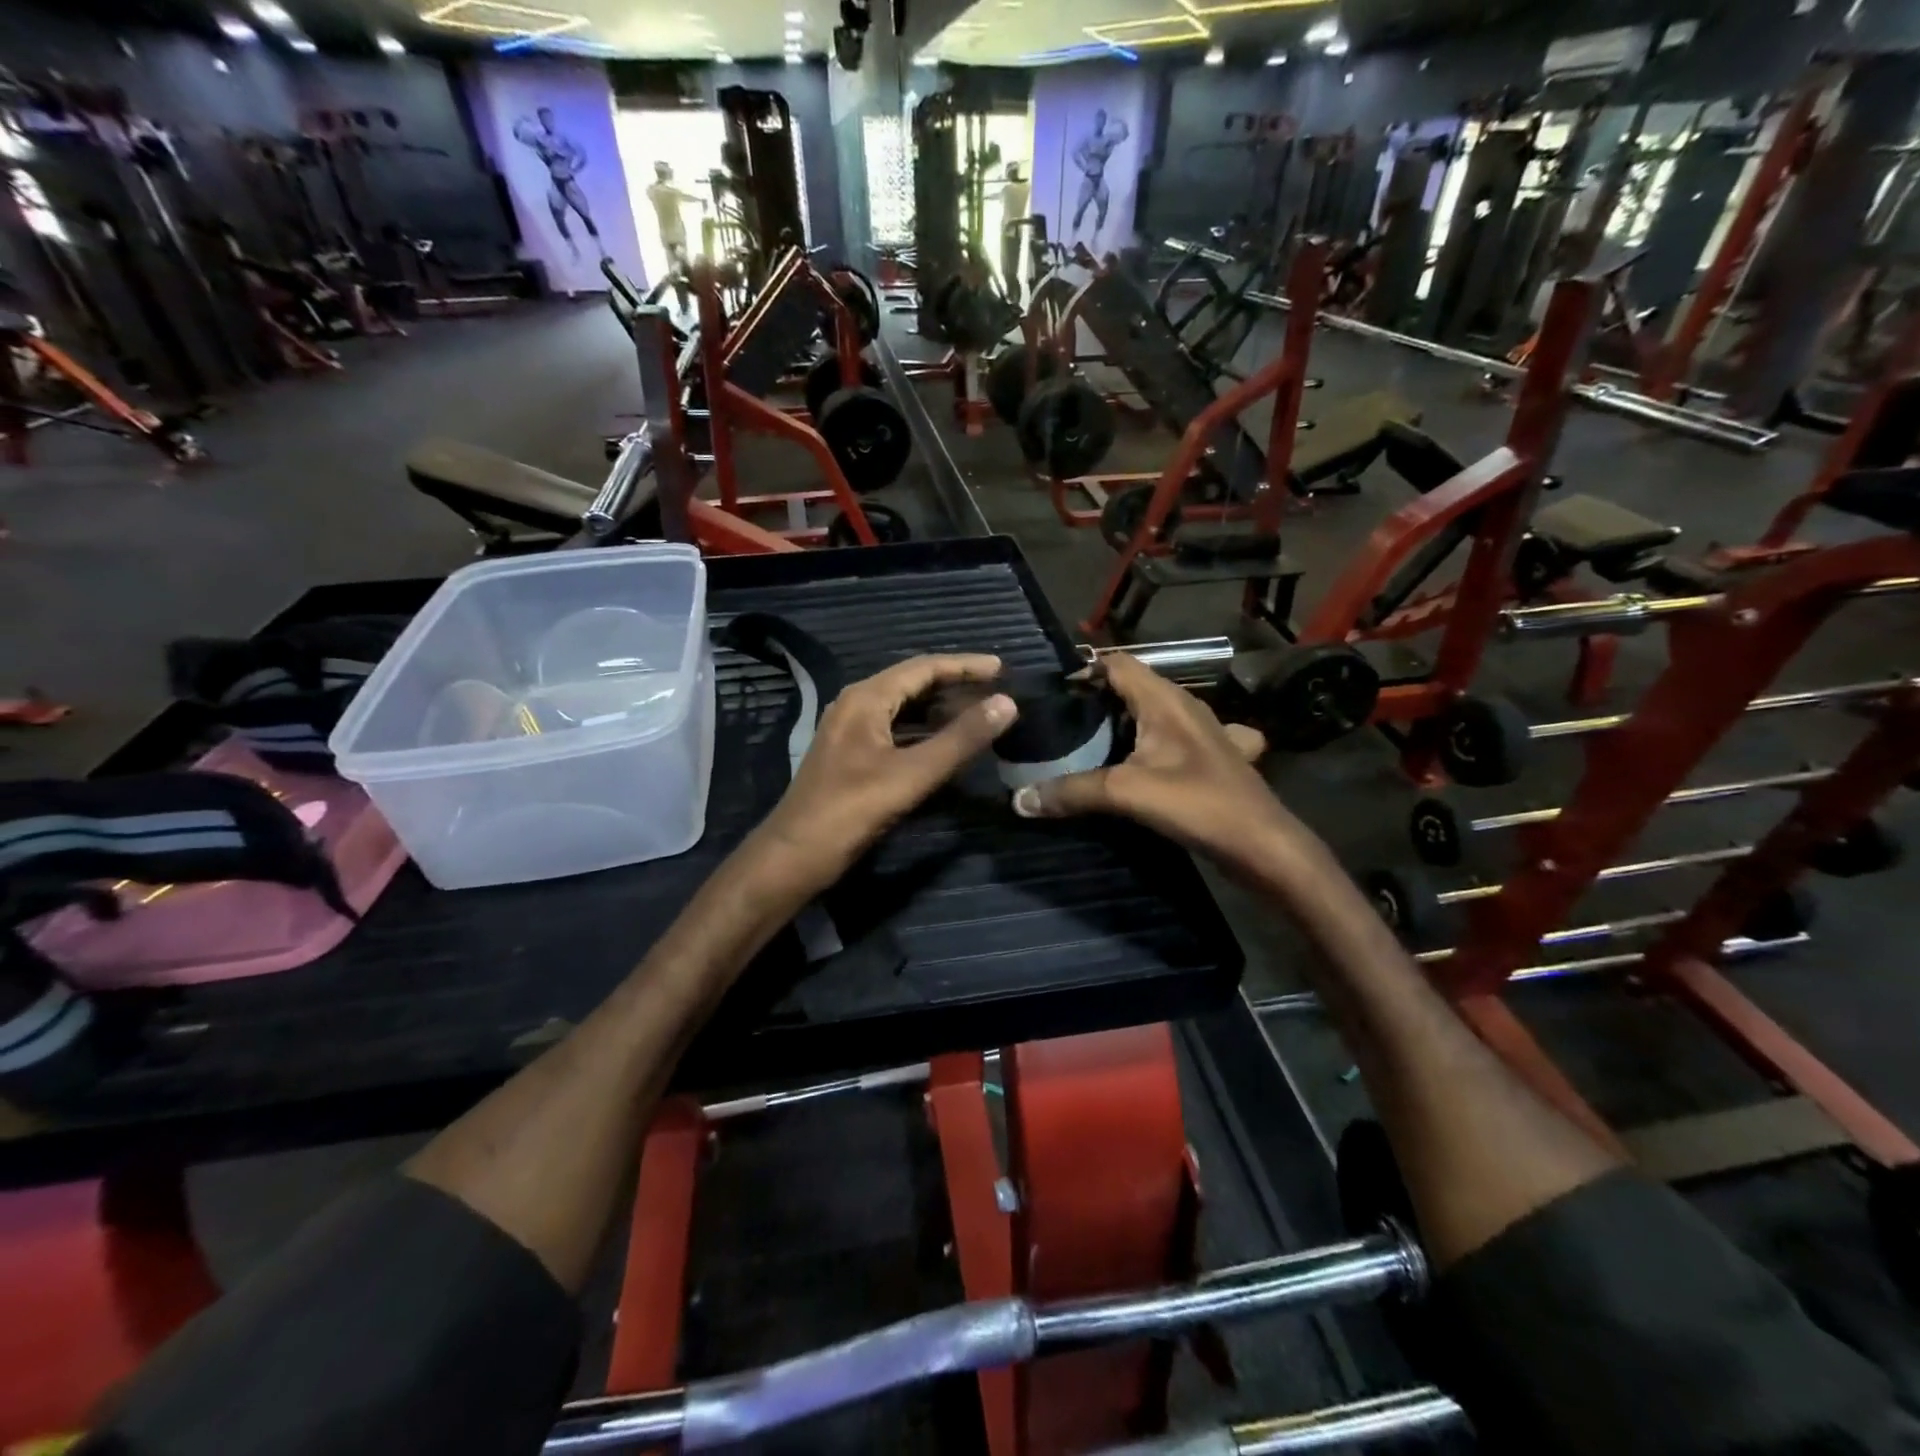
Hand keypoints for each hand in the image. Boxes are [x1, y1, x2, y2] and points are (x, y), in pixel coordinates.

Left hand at [757, 655, 1015, 889]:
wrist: (794, 855)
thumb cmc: (852, 810)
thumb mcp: (913, 774)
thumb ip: (961, 739)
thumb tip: (1007, 703)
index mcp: (866, 698)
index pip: (923, 667)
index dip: (964, 665)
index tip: (1002, 668)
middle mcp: (855, 705)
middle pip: (912, 683)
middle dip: (954, 684)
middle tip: (996, 690)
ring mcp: (850, 731)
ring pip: (903, 708)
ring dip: (939, 709)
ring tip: (978, 713)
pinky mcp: (851, 755)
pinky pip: (894, 730)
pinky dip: (923, 731)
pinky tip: (945, 744)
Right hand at [1010, 653, 1282, 863]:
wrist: (1262, 844)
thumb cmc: (1198, 803)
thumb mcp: (1126, 793)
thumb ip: (1072, 791)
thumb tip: (1019, 799)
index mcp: (1165, 699)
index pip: (1116, 663)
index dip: (1082, 671)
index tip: (1049, 695)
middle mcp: (1182, 707)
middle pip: (1129, 687)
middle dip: (1093, 700)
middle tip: (1056, 724)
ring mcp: (1199, 733)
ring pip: (1147, 715)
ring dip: (1117, 725)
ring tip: (1079, 745)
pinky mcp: (1205, 758)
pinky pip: (1164, 740)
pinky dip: (1143, 747)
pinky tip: (1131, 767)